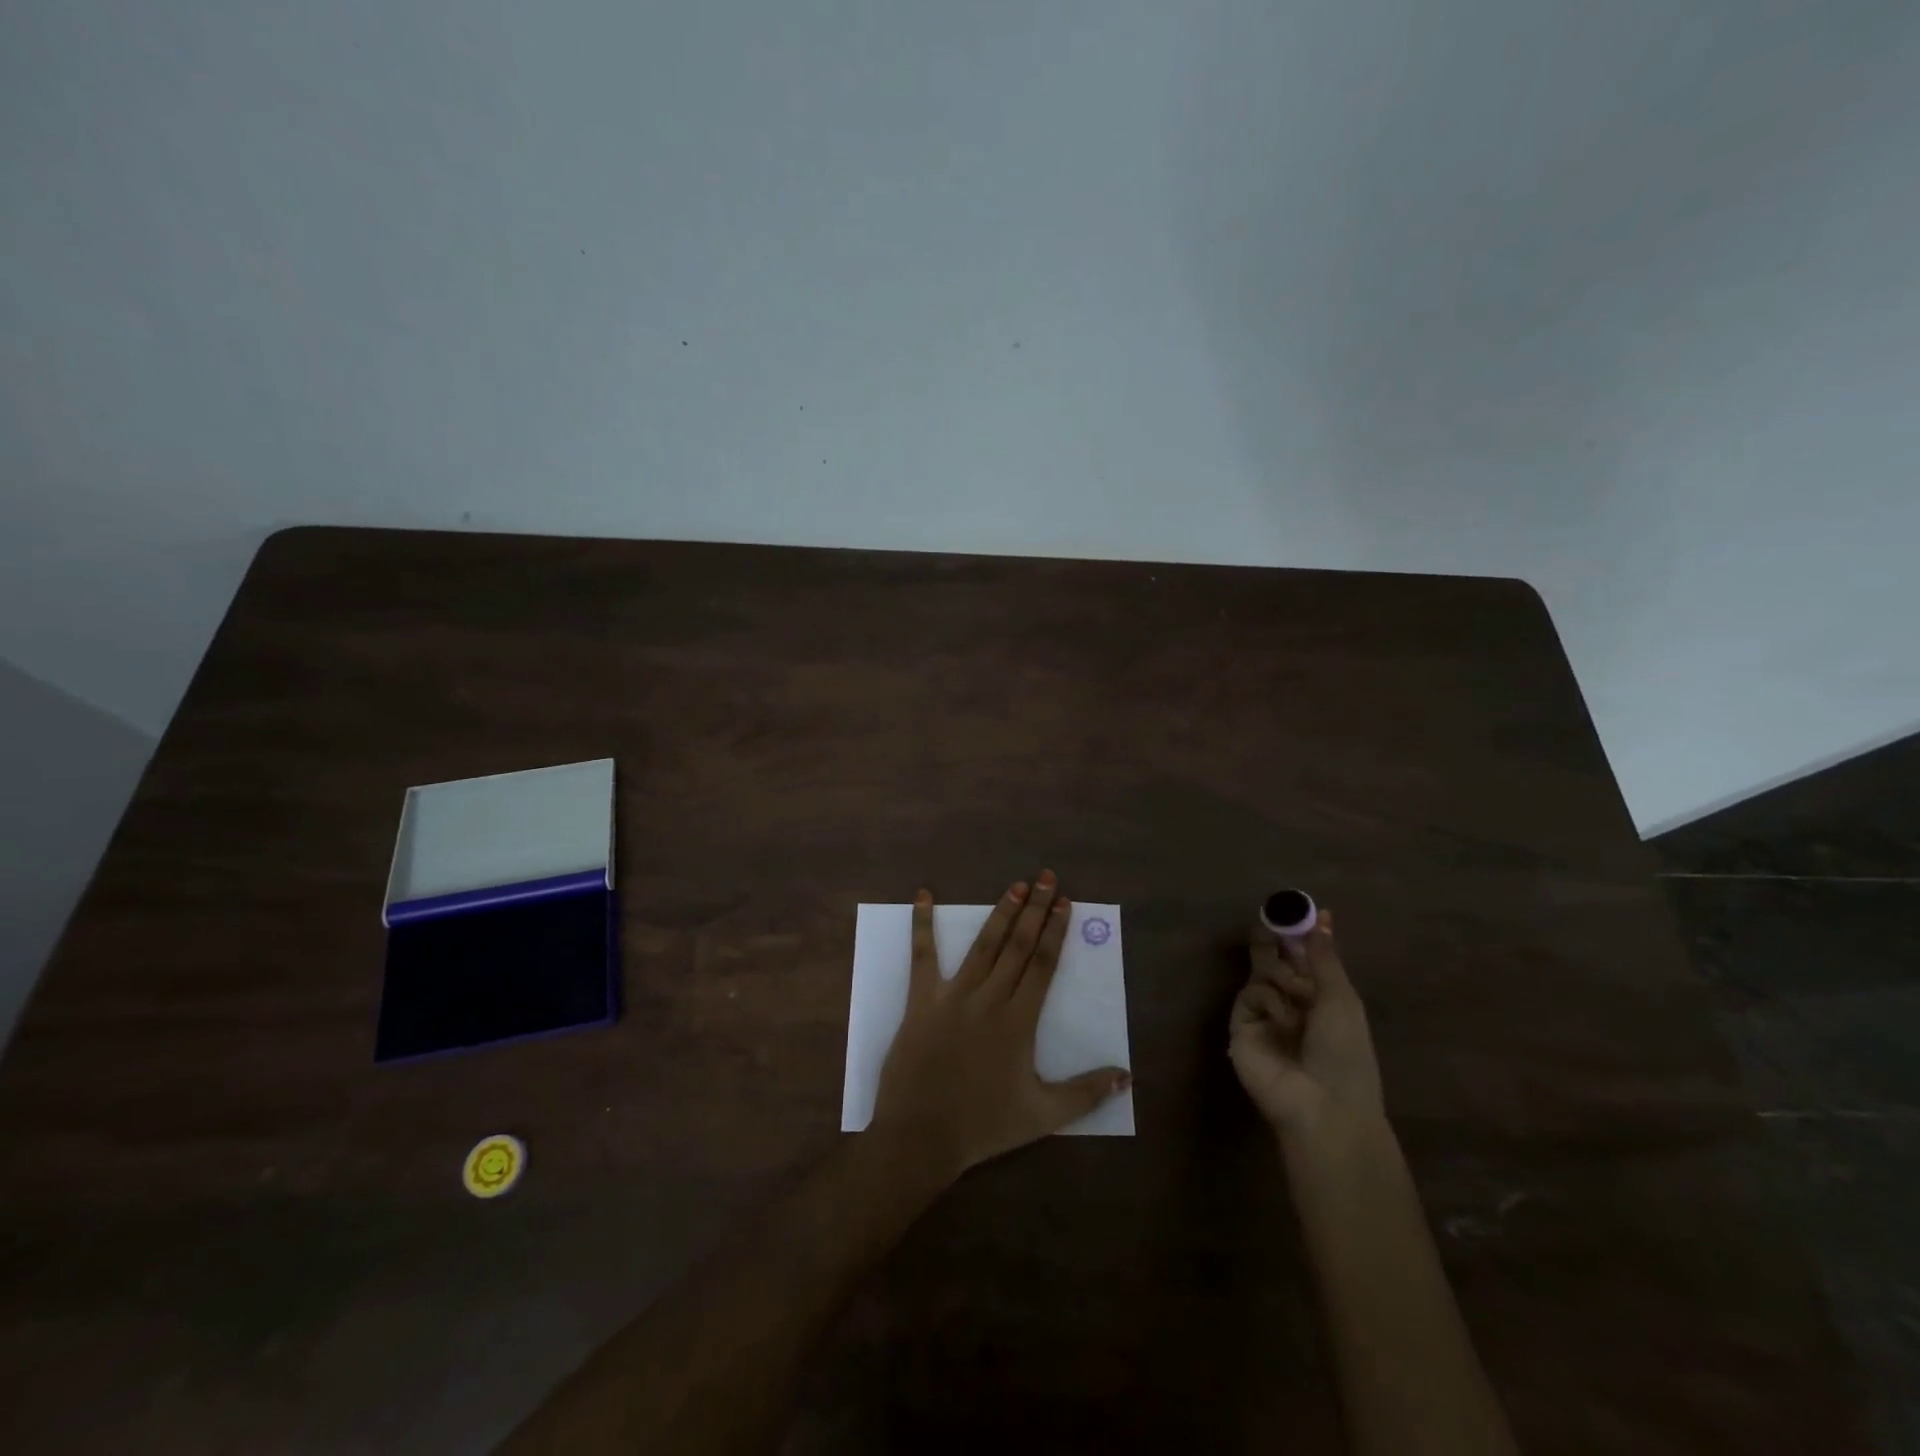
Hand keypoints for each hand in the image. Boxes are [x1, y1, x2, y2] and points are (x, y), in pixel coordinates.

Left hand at [871, 872, 1131, 1177]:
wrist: (921, 1136)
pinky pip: (922, 956)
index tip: (1065, 903)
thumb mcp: (1043, 1116)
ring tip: (1016, 885)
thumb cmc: (984, 1125)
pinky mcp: (922, 1000)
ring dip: (1001, 913)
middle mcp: (989, 999)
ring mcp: (953, 995)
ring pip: (983, 945)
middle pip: (1018, 946)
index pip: (1043, 965)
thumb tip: (1126, 1075)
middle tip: (1046, 877)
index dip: (1056, 932)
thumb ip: (1086, 1094)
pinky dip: (922, 924)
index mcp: (1019, 1021)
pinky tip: (923, 895)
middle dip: (1035, 910)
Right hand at [1229, 909, 1384, 1141]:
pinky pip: (1251, 994)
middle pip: (1278, 963)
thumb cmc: (1344, 1052)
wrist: (1321, 1105)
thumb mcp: (1341, 999)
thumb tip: (1322, 916)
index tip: (1299, 909)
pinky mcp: (1241, 1026)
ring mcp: (1266, 1015)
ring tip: (1295, 992)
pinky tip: (1282, 1019)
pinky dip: (1268, 1001)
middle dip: (1277, 943)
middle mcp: (1293, 1005)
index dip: (1303, 936)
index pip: (1307, 960)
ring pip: (1263, 974)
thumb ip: (1323, 957)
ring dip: (1281, 976)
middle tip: (1270, 921)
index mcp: (1323, 1000)